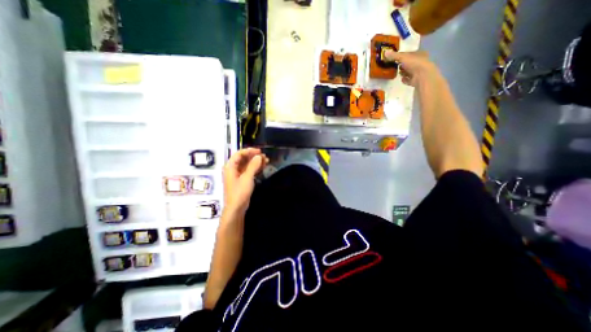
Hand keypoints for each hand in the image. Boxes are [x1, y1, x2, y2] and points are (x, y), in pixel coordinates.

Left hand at [222, 147, 267, 214]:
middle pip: (244, 159)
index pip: (239, 154)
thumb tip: (259, 156)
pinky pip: (249, 170)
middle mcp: (233, 169)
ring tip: (266, 161)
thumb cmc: (240, 192)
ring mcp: (238, 175)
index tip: (259, 151)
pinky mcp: (242, 180)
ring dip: (256, 162)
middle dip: (254, 156)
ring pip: (247, 164)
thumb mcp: (247, 177)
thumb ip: (253, 165)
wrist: (237, 208)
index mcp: (230, 166)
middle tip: (265, 156)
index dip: (249, 151)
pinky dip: (256, 168)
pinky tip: (263, 167)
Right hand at [384, 49, 437, 86]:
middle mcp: (420, 62)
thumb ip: (394, 55)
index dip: (402, 56)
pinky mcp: (415, 80)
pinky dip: (405, 79)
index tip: (395, 58)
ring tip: (397, 73)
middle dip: (402, 65)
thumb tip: (385, 52)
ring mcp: (418, 72)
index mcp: (419, 54)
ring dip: (403, 72)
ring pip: (408, 71)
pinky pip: (408, 79)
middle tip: (394, 66)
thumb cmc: (414, 63)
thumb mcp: (403, 57)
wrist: (422, 76)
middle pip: (408, 63)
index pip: (409, 54)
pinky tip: (401, 79)